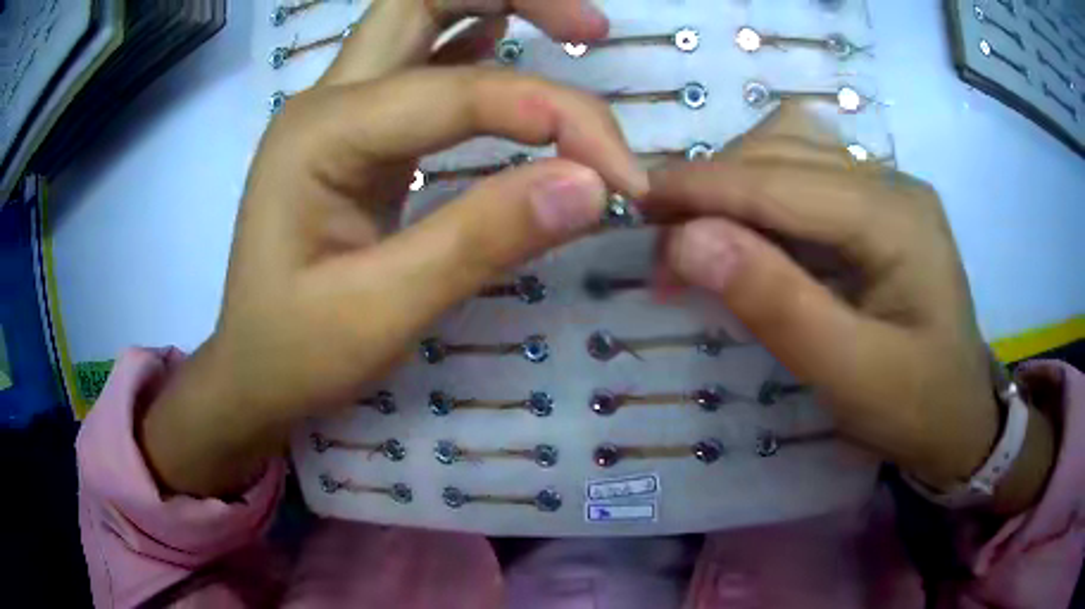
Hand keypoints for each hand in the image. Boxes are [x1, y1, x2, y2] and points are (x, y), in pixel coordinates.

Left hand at [141, 0, 646, 496]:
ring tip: (576, 33)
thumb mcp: (382, 313)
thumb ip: (482, 241)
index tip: (622, 178)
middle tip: (593, 33)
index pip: (461, 92)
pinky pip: (421, 62)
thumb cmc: (297, 352)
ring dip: (498, 6)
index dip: (557, 119)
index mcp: (322, 135)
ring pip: (420, 17)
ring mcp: (342, 112)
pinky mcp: (359, 134)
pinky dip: (475, 42)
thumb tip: (591, 187)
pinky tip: (510, 46)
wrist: (252, 371)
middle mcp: (329, 102)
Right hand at [645, 105, 1053, 512]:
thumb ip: (777, 305)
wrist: (960, 419)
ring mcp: (884, 191)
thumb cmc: (917, 408)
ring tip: (700, 234)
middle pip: (783, 152)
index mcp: (896, 217)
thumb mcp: (851, 376)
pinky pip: (803, 177)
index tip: (635, 204)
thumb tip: (687, 241)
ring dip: (734, 183)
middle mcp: (890, 184)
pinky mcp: (874, 209)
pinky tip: (745, 231)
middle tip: (663, 244)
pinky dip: (758, 195)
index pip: (782, 181)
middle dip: (713, 187)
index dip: (704, 189)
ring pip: (789, 151)